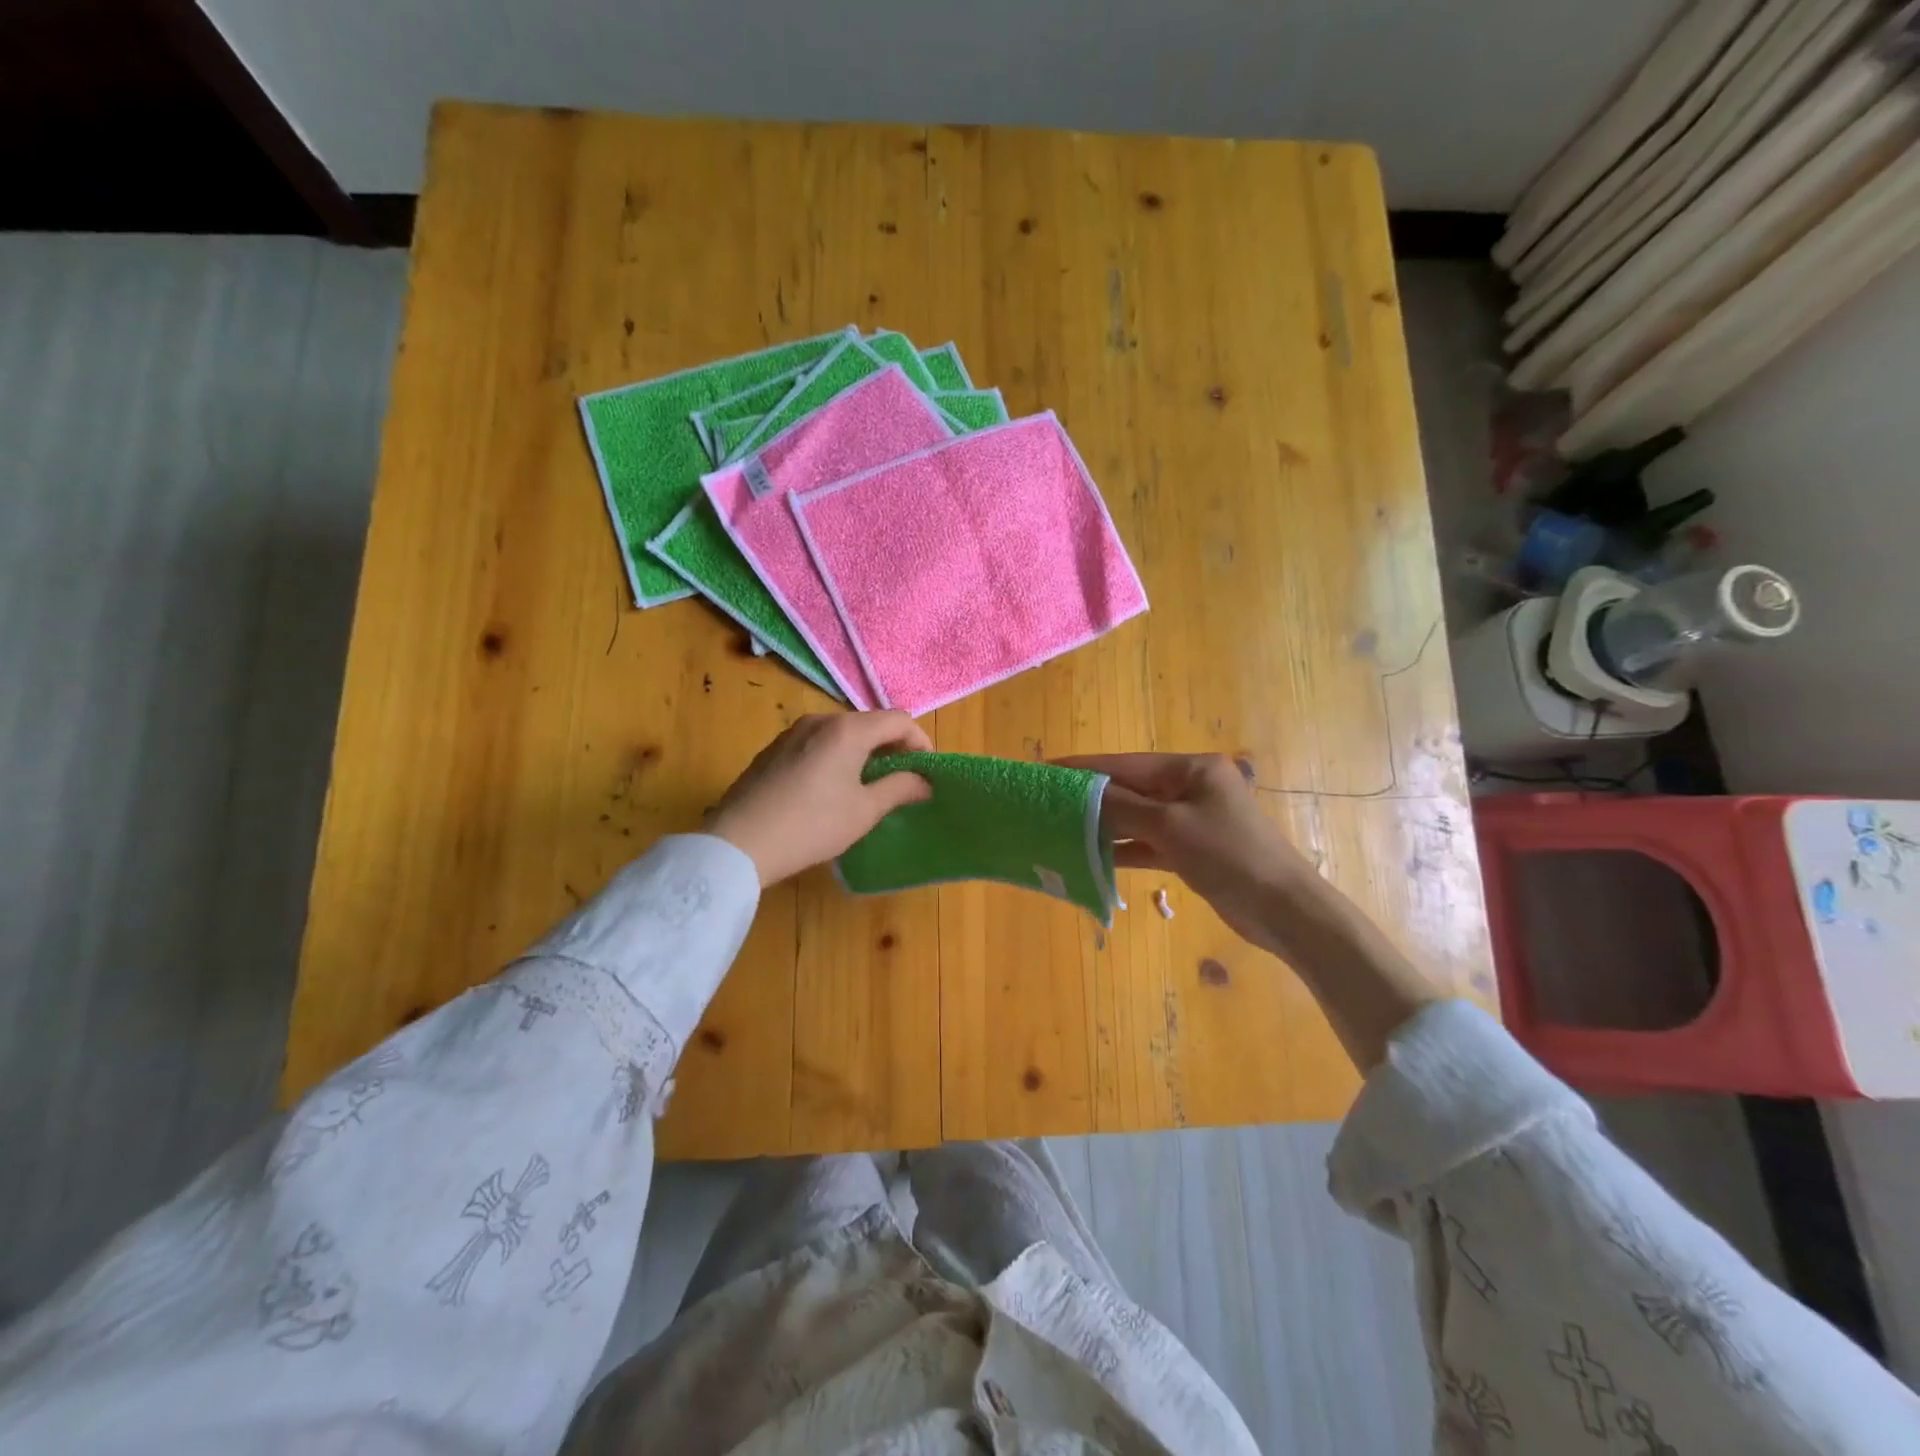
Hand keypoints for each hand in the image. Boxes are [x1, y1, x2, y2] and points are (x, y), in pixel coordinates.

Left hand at [709, 712, 933, 885]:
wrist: (739, 842)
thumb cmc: (812, 825)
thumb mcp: (863, 811)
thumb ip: (899, 788)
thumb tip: (925, 781)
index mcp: (848, 729)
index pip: (898, 720)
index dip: (920, 742)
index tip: (926, 772)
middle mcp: (820, 720)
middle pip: (869, 723)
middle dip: (892, 747)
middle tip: (901, 780)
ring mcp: (792, 732)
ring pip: (842, 732)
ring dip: (863, 752)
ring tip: (867, 786)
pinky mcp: (774, 749)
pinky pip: (817, 742)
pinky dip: (836, 756)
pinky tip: (830, 789)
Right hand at [1059, 753, 1329, 955]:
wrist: (1283, 909)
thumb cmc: (1228, 855)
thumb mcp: (1170, 827)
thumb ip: (1122, 808)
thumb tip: (1079, 794)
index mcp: (1190, 768)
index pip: (1125, 763)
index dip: (1084, 768)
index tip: (1046, 770)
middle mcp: (1190, 787)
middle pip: (1130, 789)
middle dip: (1091, 799)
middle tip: (1047, 805)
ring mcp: (1191, 819)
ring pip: (1137, 818)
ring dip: (1104, 826)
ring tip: (1061, 829)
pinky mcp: (1191, 849)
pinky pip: (1148, 842)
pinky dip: (1124, 849)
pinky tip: (1092, 856)